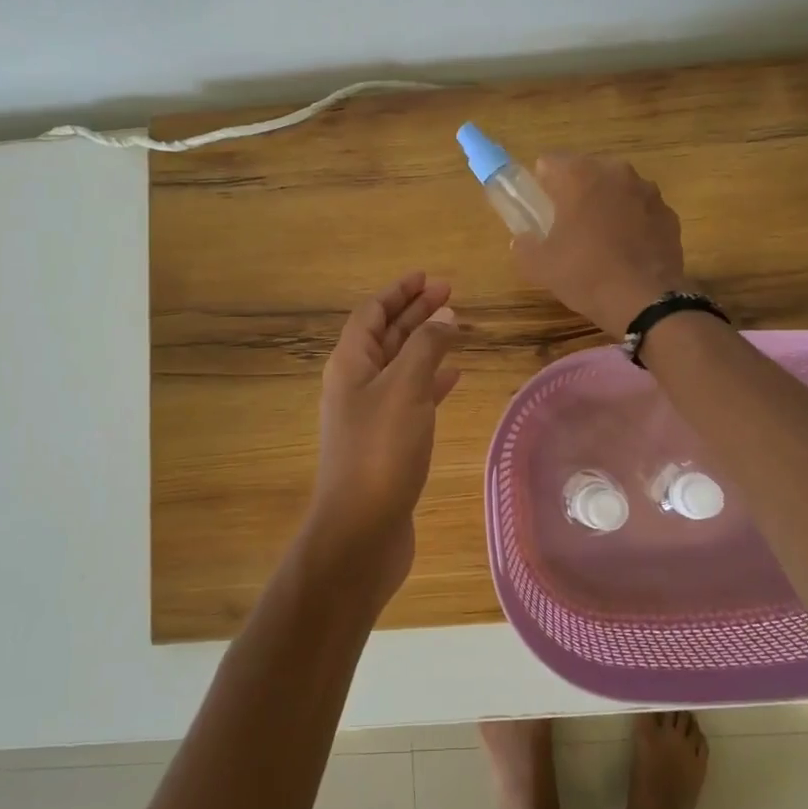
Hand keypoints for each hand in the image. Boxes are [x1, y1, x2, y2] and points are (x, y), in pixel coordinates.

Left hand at [306, 271, 460, 602]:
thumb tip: (443, 316)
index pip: (372, 313)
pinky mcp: (387, 442)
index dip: (399, 292)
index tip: (428, 277)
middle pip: (385, 335)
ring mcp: (370, 415)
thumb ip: (425, 347)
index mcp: (350, 364)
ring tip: (457, 328)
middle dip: (415, 312)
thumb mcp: (405, 389)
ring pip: (400, 365)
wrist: (361, 530)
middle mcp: (355, 384)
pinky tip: (454, 376)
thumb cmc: (381, 452)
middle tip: (450, 293)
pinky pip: (411, 397)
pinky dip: (431, 381)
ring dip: (425, 343)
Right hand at [512, 155, 691, 337]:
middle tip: (568, 226)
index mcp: (579, 176)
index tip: (541, 209)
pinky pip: (641, 210)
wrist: (644, 301)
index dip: (542, 184)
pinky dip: (633, 222)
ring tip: (601, 240)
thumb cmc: (585, 274)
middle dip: (577, 191)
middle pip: (587, 171)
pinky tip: (627, 251)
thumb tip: (523, 240)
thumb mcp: (540, 266)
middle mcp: (616, 173)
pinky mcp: (669, 214)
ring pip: (617, 189)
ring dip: (607, 204)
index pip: (550, 162)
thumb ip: (525, 246)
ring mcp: (648, 191)